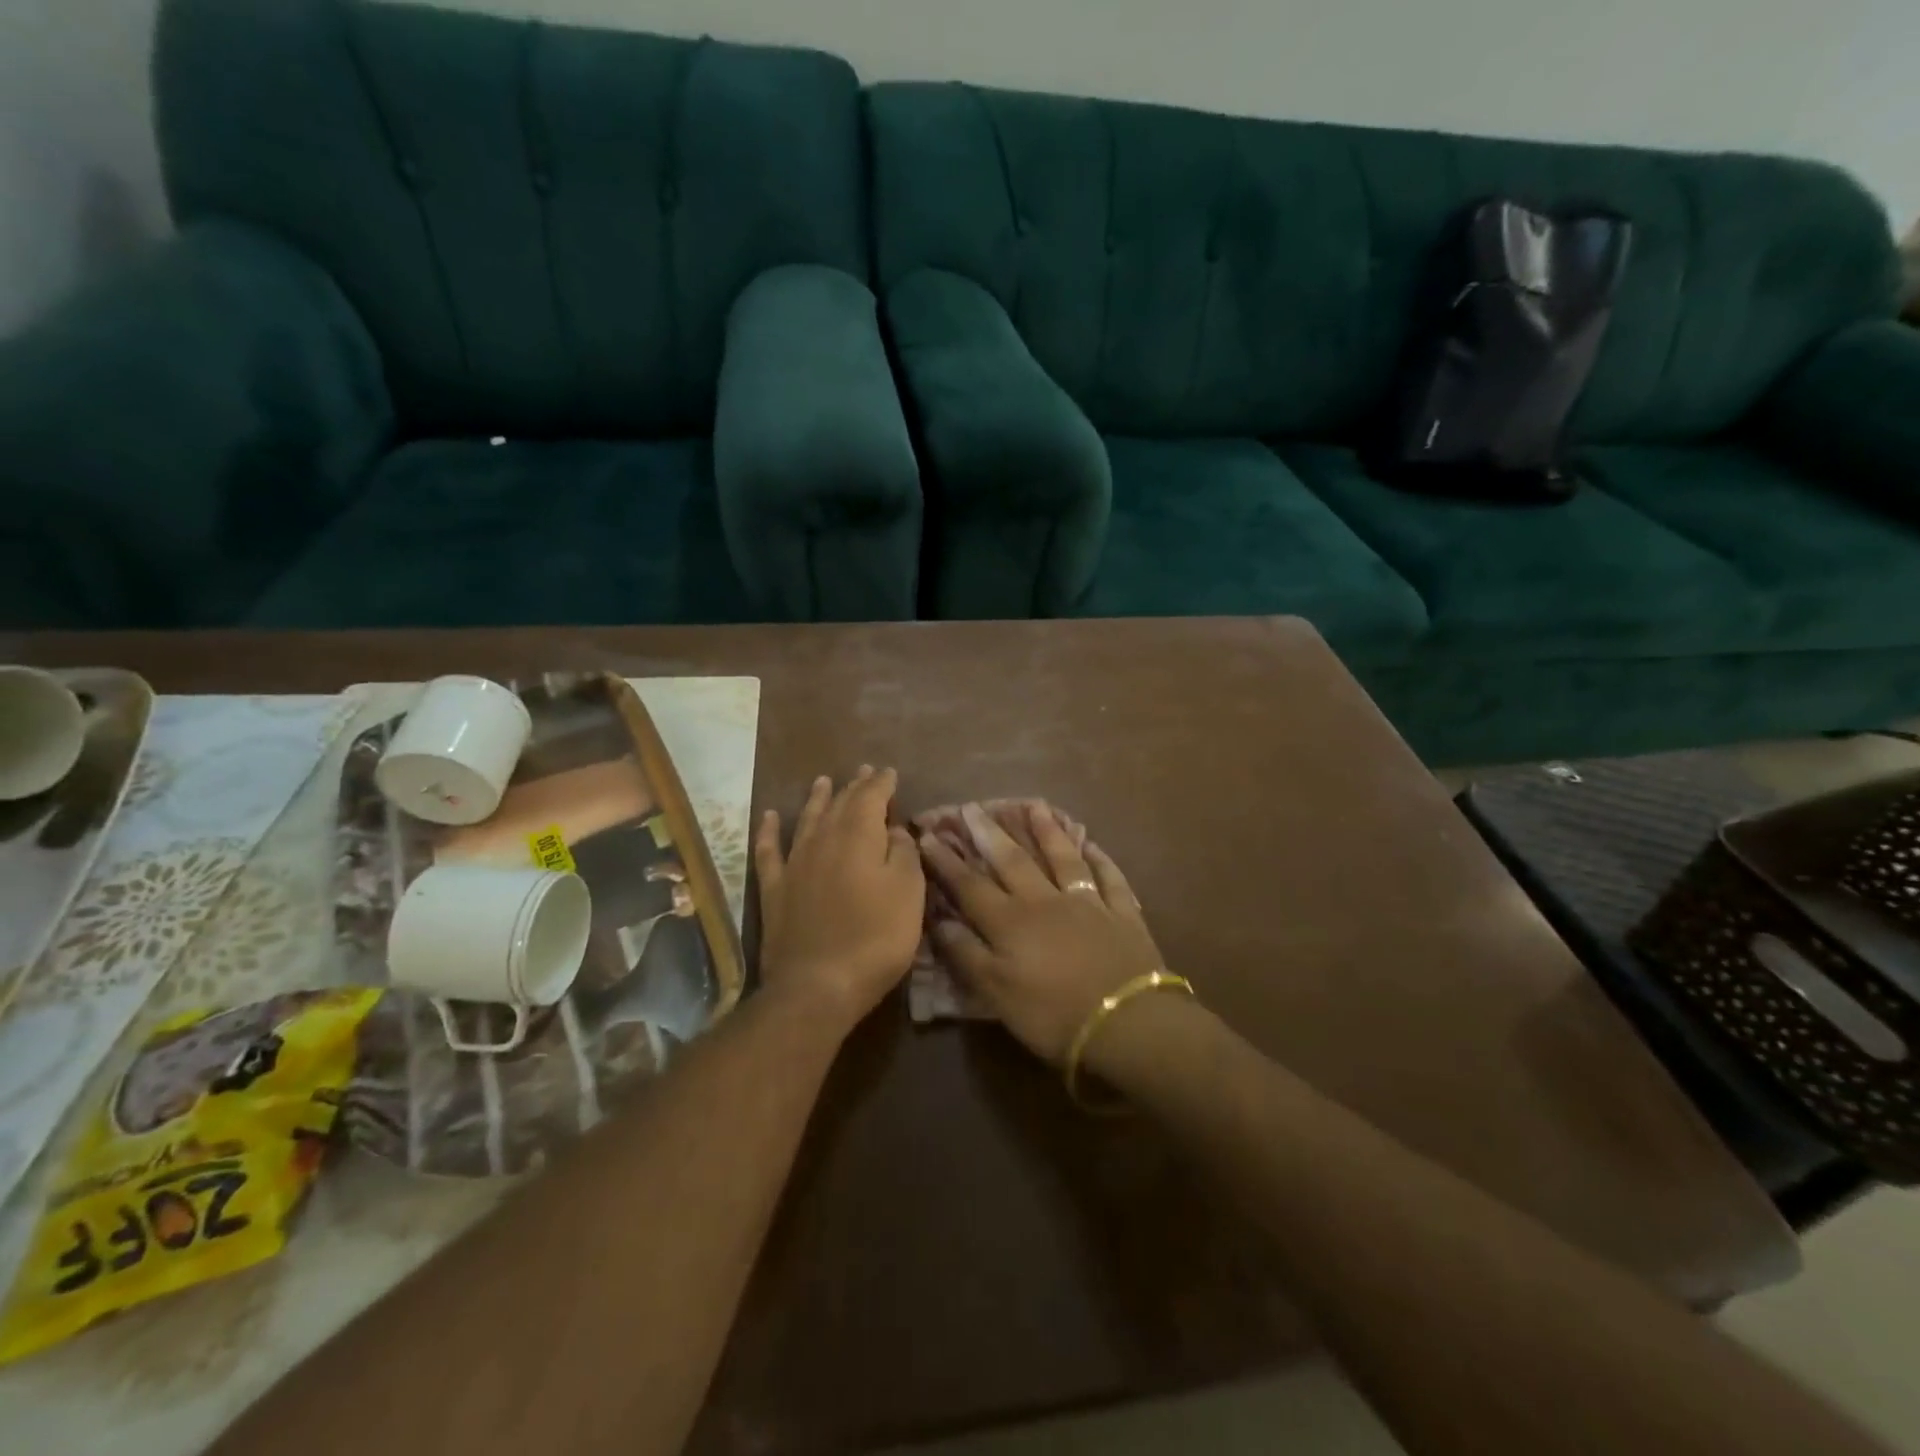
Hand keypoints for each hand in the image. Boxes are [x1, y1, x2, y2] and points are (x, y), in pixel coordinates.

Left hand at [754, 767, 925, 1033]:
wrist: (818, 985)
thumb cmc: (875, 938)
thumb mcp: (909, 894)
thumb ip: (904, 854)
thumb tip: (895, 829)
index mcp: (859, 837)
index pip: (872, 797)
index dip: (882, 783)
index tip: (890, 772)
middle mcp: (823, 840)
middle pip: (840, 804)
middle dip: (854, 786)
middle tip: (864, 771)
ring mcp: (795, 863)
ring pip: (806, 819)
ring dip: (817, 799)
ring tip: (823, 781)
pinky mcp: (774, 889)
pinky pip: (769, 850)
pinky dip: (768, 831)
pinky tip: (769, 817)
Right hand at [918, 803, 1163, 1063]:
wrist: (1127, 1023)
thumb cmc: (1053, 1014)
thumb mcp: (996, 993)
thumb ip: (966, 954)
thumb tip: (938, 921)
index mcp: (1010, 922)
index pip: (970, 885)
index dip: (947, 862)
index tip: (928, 836)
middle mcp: (1045, 901)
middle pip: (1013, 861)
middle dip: (990, 834)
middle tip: (973, 807)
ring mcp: (1087, 902)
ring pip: (1062, 858)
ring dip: (1046, 831)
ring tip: (1033, 806)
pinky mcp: (1121, 913)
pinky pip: (1108, 877)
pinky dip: (1099, 859)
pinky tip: (1091, 844)